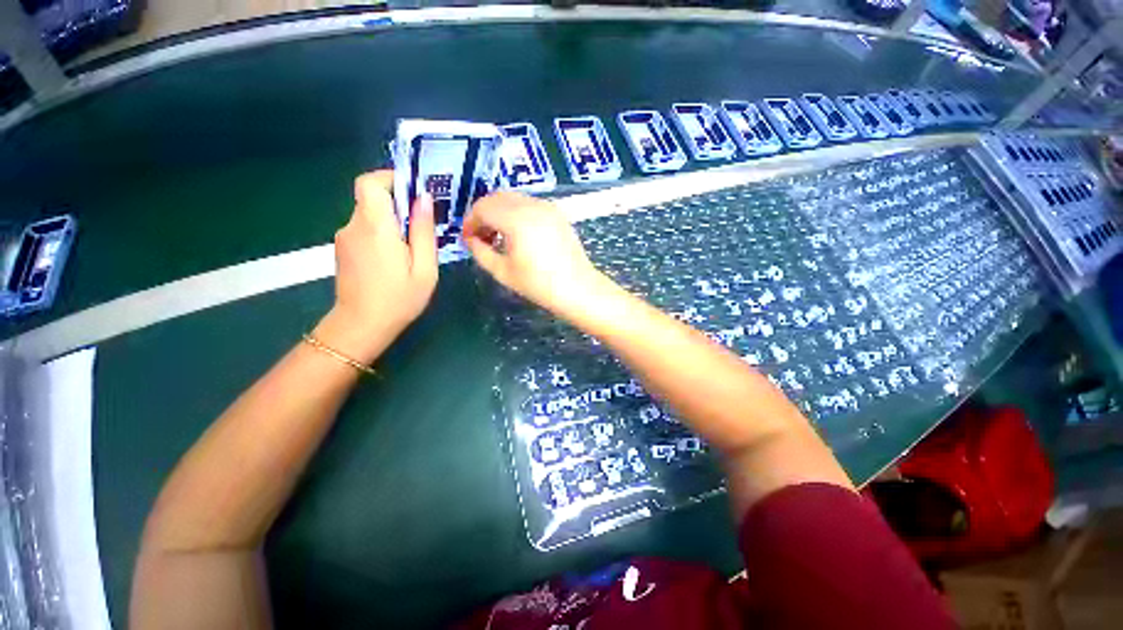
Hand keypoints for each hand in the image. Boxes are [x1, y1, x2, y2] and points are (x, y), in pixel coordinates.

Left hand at [315, 170, 437, 362]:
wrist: (361, 325)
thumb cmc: (400, 299)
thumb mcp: (425, 268)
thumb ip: (423, 231)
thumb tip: (424, 199)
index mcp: (375, 227)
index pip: (370, 183)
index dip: (390, 178)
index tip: (414, 191)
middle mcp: (353, 225)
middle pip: (372, 198)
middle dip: (399, 205)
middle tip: (423, 227)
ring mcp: (345, 237)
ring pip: (370, 215)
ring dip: (392, 222)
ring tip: (413, 249)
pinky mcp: (344, 248)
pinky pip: (365, 229)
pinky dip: (382, 233)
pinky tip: (396, 258)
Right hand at [464, 191, 601, 316]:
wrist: (578, 289)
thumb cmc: (539, 285)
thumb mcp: (503, 272)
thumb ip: (480, 251)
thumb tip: (471, 239)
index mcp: (517, 219)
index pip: (483, 207)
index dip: (470, 221)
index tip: (467, 238)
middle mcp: (532, 205)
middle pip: (497, 197)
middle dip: (483, 214)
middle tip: (480, 237)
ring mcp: (548, 207)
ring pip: (513, 198)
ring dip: (500, 212)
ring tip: (498, 237)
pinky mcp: (557, 213)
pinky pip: (529, 204)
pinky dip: (516, 213)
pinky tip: (518, 234)